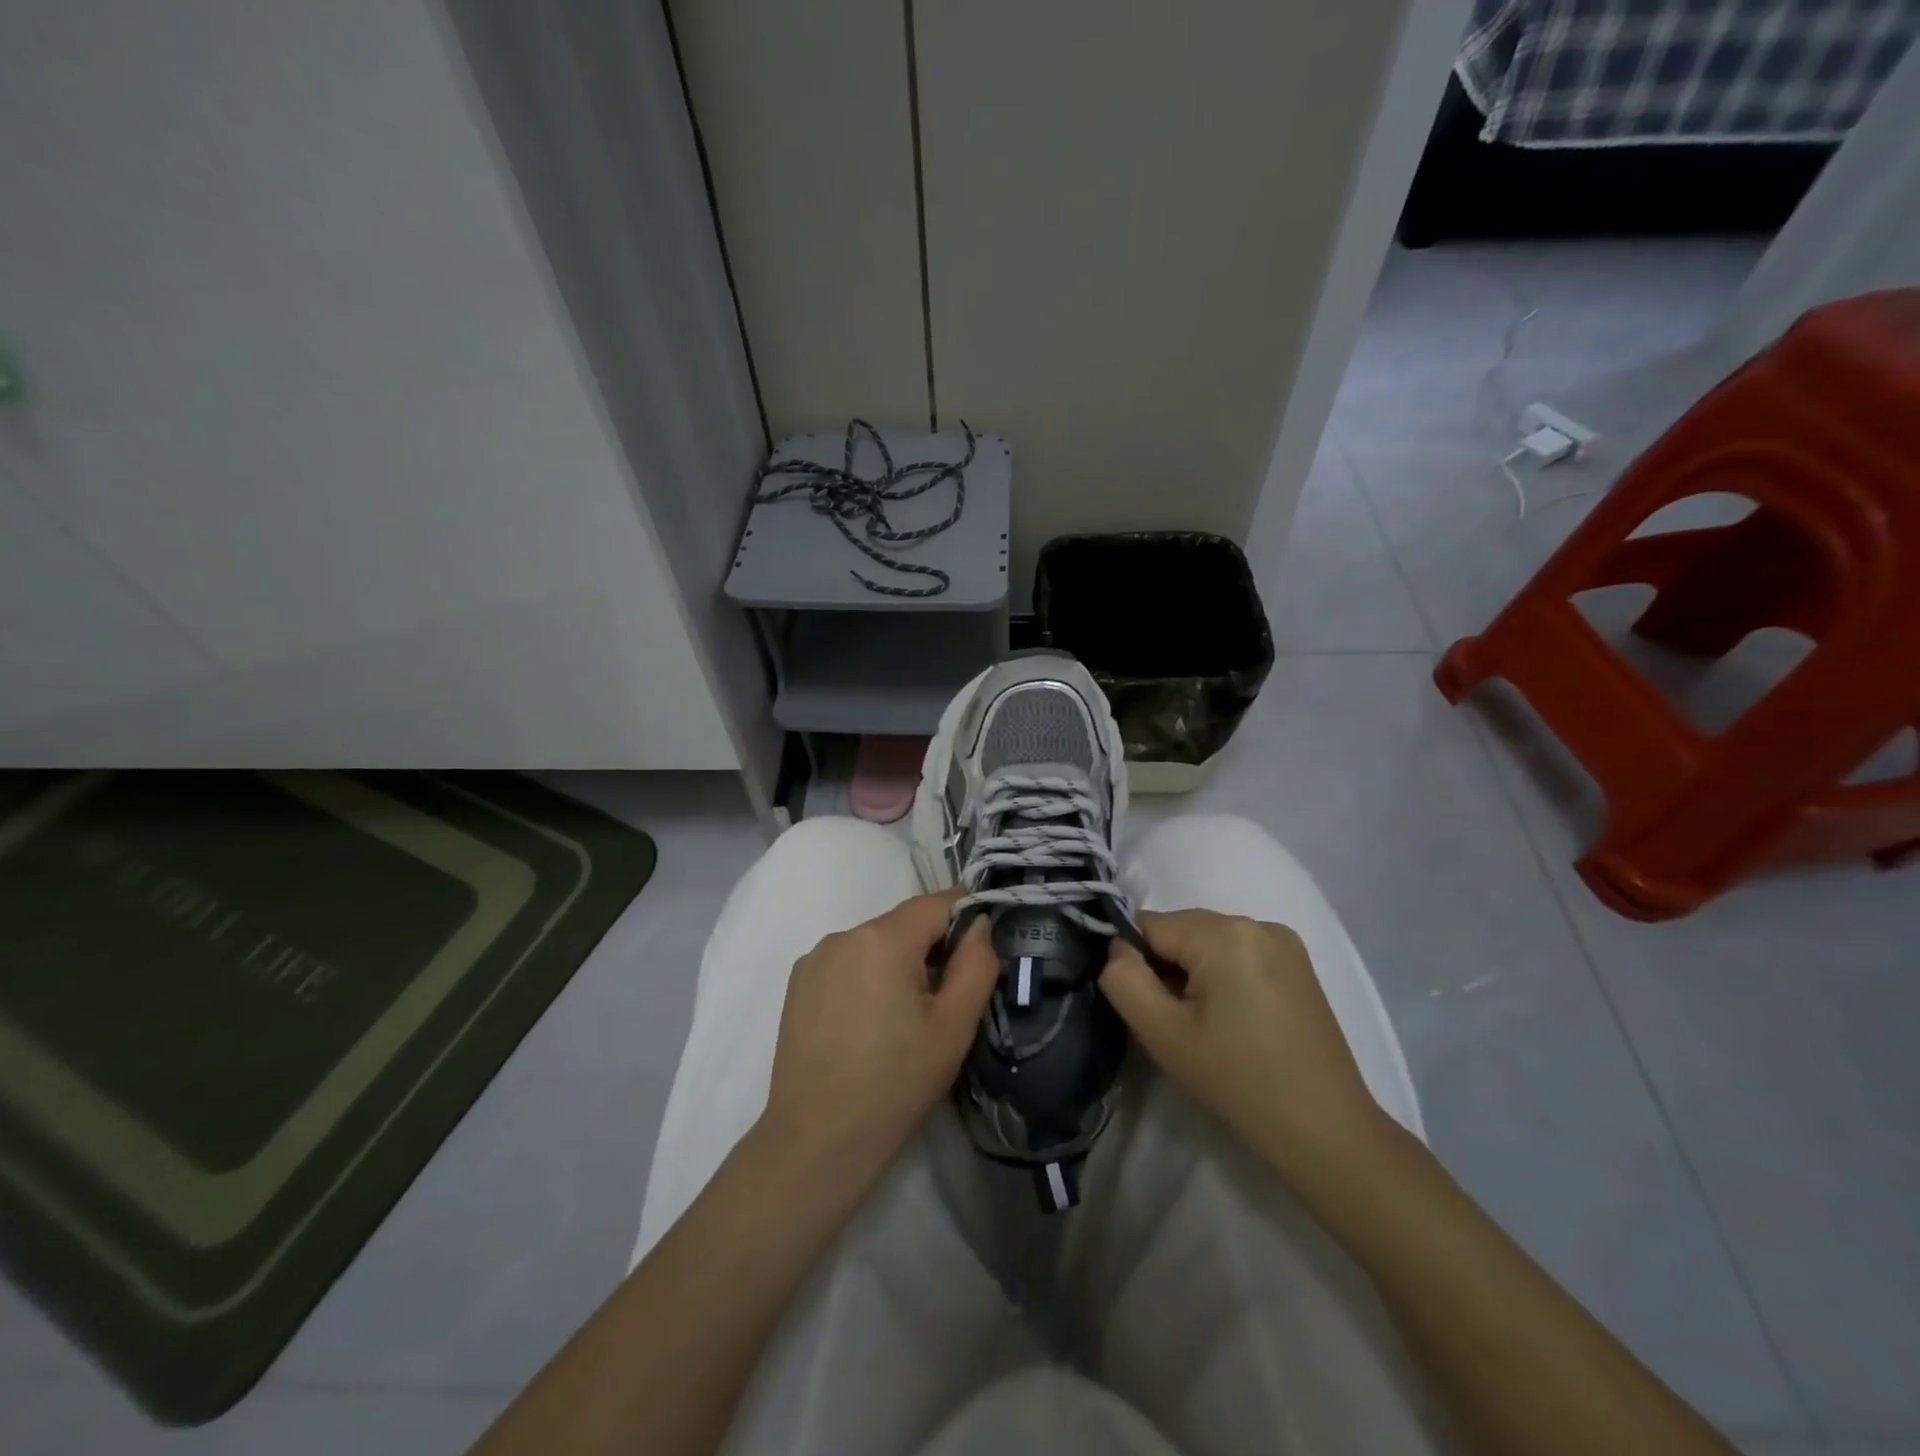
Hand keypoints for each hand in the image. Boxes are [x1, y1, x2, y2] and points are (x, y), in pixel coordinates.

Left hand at [761, 892, 996, 1189]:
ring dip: (897, 965)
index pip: (936, 903)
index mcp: (882, 938)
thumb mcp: (954, 1027)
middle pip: (903, 925)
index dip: (965, 918)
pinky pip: (846, 964)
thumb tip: (981, 924)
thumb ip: (977, 964)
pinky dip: (866, 979)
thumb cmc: (895, 1083)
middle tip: (946, 999)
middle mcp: (843, 935)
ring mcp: (814, 959)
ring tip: (904, 1020)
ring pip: (874, 945)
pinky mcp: (797, 985)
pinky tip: (868, 1026)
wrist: (817, 1142)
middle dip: (931, 949)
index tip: (980, 950)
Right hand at [1100, 909, 1386, 1176]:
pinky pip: (1238, 952)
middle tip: (1177, 1023)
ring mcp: (1284, 941)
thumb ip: (1123, 979)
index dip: (1137, 964)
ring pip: (1208, 941)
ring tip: (1208, 1025)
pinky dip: (1223, 975)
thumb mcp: (1162, 1034)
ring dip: (1194, 972)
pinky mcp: (1298, 963)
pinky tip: (1235, 1019)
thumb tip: (1115, 948)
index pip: (1149, 925)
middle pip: (1181, 930)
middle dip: (1167, 967)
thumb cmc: (1237, 1082)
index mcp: (1225, 933)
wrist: (1325, 1131)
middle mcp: (1257, 922)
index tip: (1150, 1009)